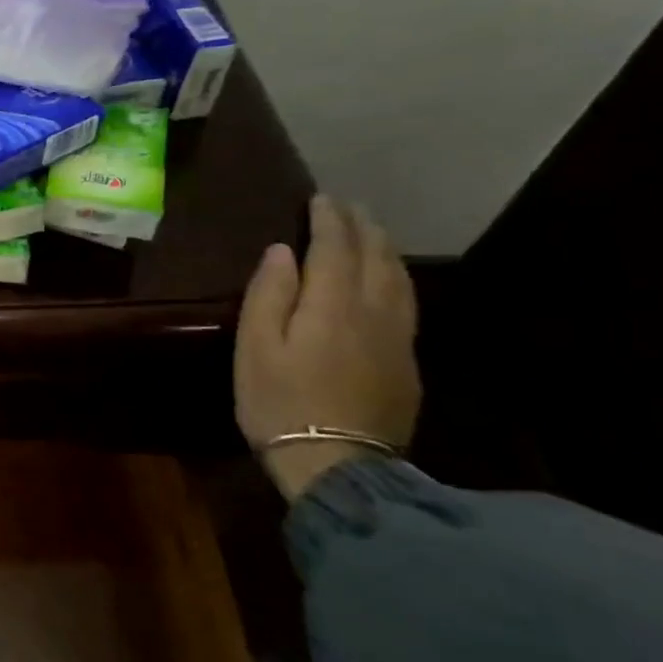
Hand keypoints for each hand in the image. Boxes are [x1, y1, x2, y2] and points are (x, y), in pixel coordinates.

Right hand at [235, 195, 420, 499]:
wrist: (338, 462)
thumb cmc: (279, 401)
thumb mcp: (255, 347)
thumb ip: (269, 295)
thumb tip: (283, 252)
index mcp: (332, 306)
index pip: (335, 249)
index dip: (329, 221)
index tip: (321, 199)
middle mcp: (374, 313)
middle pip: (376, 258)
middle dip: (362, 228)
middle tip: (349, 206)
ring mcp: (398, 339)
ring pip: (399, 280)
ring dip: (385, 250)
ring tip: (372, 233)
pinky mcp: (406, 362)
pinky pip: (407, 303)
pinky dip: (396, 278)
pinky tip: (389, 280)